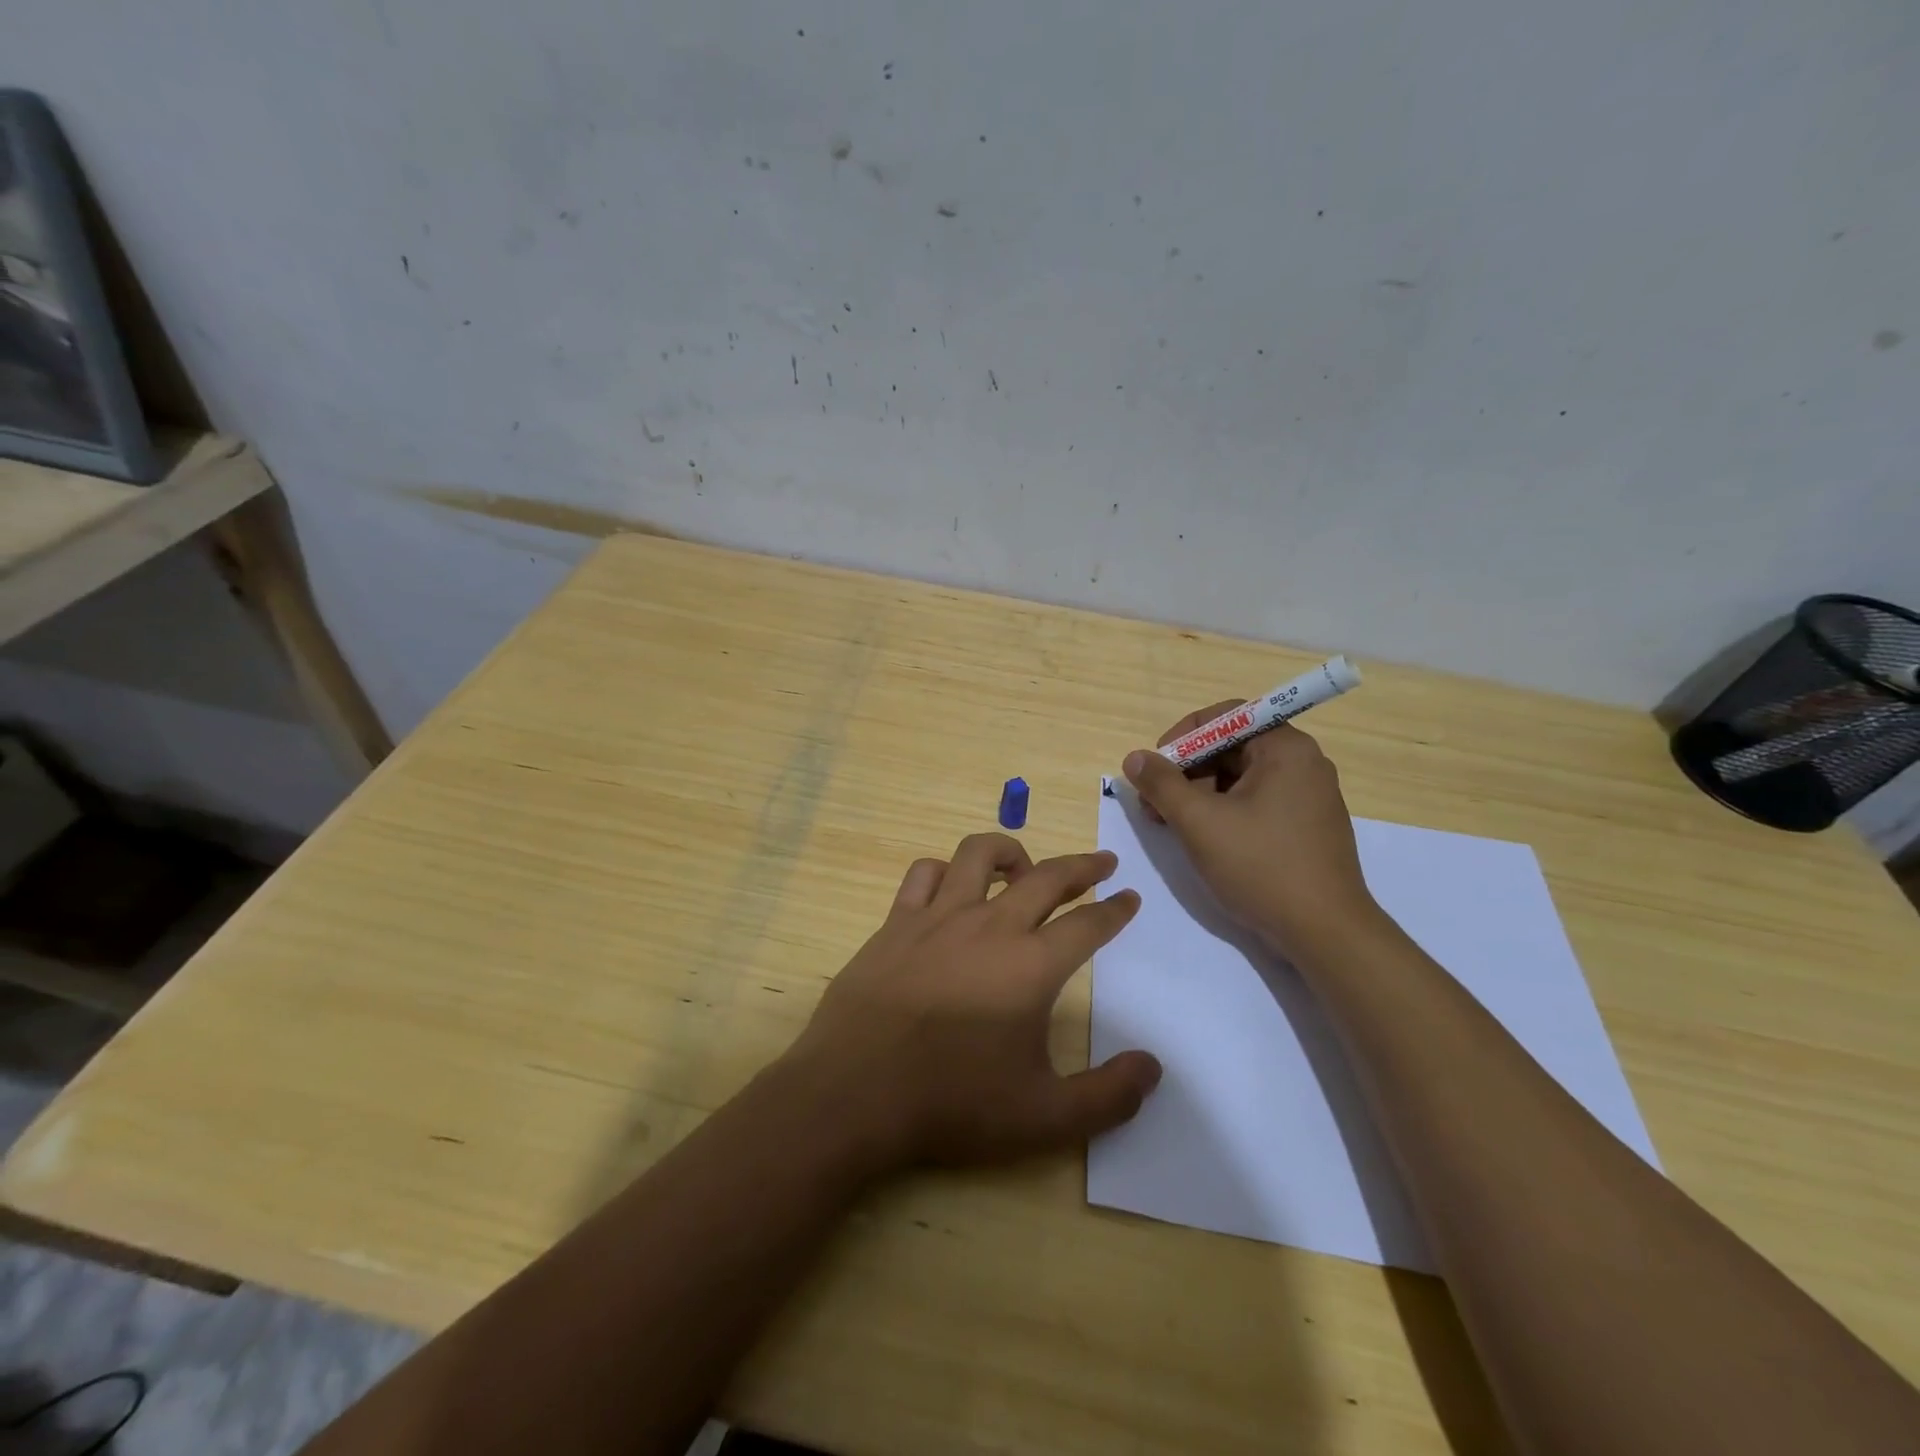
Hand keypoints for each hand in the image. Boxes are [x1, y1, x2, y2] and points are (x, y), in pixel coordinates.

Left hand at [783, 833, 1161, 1173]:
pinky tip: (951, 887)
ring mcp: (938, 917)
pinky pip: (923, 874)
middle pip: (1046, 877)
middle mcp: (990, 926)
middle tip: (1101, 863)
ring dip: (1010, 851)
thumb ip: (1108, 1096)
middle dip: (1081, 866)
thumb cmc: (952, 1104)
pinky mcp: (896, 922)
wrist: (855, 1093)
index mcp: (1031, 966)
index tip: (1130, 897)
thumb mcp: (1044, 1118)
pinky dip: (944, 871)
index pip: (1088, 925)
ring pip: (979, 854)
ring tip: (1024, 867)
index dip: (1115, 911)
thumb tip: (1153, 1069)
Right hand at [1122, 706, 1379, 961]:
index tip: (1155, 768)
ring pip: (1240, 778)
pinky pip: (1256, 802)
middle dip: (1186, 771)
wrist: (1325, 933)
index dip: (1182, 736)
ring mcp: (1308, 796)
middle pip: (1230, 747)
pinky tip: (1202, 839)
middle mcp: (1302, 763)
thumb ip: (1162, 784)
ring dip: (1199, 794)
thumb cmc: (1261, 867)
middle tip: (1154, 804)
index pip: (1225, 717)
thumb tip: (1135, 758)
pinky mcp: (1306, 826)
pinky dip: (1223, 812)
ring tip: (1171, 825)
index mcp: (1285, 748)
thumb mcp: (1199, 822)